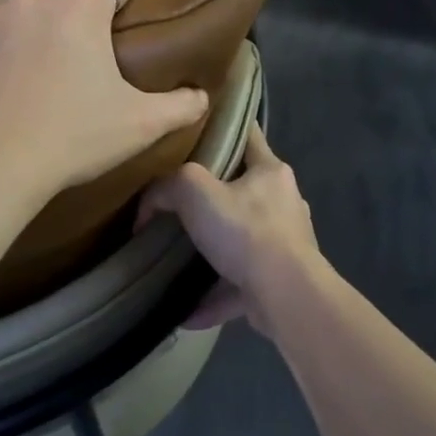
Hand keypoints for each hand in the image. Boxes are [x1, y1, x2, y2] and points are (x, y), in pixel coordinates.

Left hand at [0, 0, 208, 203]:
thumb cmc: (70, 138)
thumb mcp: (139, 125)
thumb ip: (180, 105)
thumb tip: (202, 95)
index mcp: (82, 10)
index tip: (136, 4)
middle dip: (70, 12)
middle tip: (73, 51)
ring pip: (8, 5)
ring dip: (18, 22)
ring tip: (19, 56)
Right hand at [138, 122, 321, 333]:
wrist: (286, 295)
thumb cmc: (245, 231)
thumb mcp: (195, 192)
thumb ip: (168, 186)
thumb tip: (149, 205)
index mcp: (270, 171)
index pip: (248, 133)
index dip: (224, 125)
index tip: (199, 128)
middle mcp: (284, 202)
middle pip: (244, 189)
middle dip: (214, 196)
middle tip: (179, 202)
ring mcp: (286, 243)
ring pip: (242, 239)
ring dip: (214, 250)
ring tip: (181, 257)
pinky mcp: (280, 280)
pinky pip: (240, 284)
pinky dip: (216, 295)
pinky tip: (187, 310)